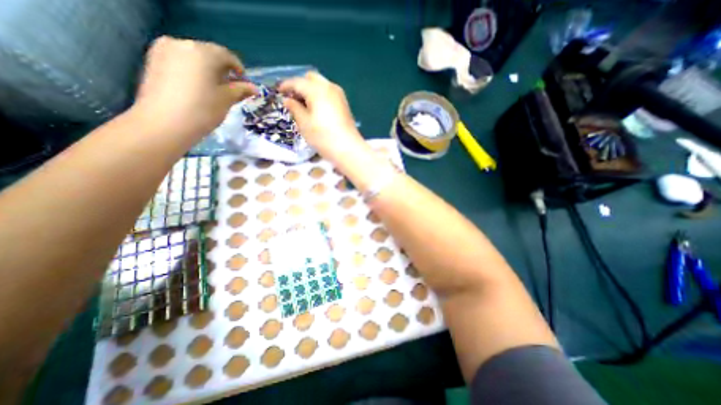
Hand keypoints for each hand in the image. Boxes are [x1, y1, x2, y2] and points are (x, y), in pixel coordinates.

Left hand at [131, 37, 256, 140]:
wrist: (164, 124)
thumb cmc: (202, 110)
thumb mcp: (227, 99)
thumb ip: (241, 90)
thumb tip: (254, 88)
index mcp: (202, 52)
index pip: (226, 55)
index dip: (239, 69)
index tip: (245, 83)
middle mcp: (181, 44)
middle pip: (209, 54)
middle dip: (223, 69)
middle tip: (231, 88)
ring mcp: (163, 51)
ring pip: (194, 57)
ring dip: (208, 70)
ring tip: (215, 89)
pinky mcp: (153, 61)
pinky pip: (181, 62)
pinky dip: (193, 71)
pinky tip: (198, 88)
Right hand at [280, 71, 366, 163]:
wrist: (348, 148)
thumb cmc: (323, 136)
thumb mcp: (304, 123)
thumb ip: (294, 108)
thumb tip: (288, 100)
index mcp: (317, 90)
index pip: (297, 82)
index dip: (286, 86)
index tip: (278, 92)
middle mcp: (329, 87)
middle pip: (311, 78)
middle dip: (300, 85)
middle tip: (293, 99)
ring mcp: (339, 95)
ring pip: (321, 84)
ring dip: (311, 90)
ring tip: (304, 105)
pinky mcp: (344, 104)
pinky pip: (329, 93)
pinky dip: (320, 95)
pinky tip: (316, 108)